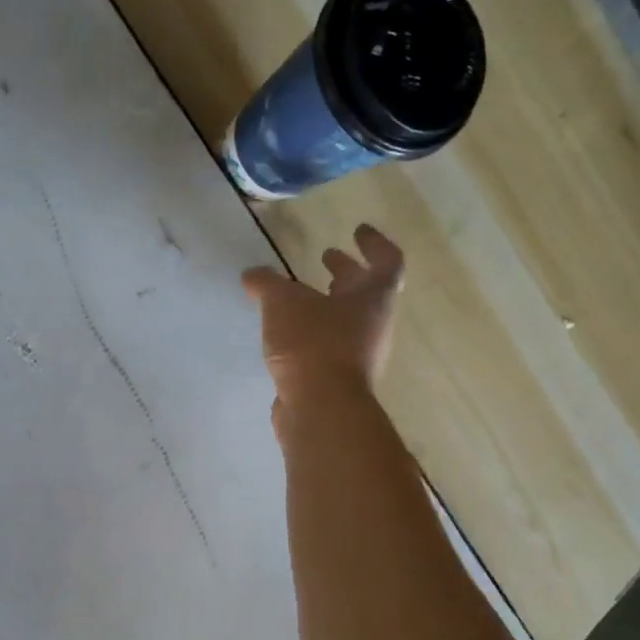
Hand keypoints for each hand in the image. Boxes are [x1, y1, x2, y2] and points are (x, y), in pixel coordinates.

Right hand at [242, 224, 404, 406]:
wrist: (321, 409)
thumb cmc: (313, 344)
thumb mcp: (283, 303)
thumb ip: (267, 284)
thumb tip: (252, 276)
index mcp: (373, 298)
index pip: (387, 261)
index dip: (374, 243)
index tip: (358, 230)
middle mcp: (374, 326)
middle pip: (367, 291)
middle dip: (346, 272)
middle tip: (327, 257)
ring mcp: (359, 356)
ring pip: (347, 320)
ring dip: (328, 303)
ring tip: (299, 296)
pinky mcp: (338, 380)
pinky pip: (329, 346)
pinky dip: (313, 333)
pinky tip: (288, 334)